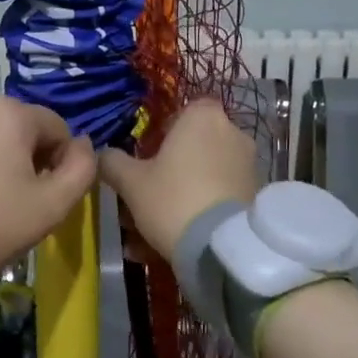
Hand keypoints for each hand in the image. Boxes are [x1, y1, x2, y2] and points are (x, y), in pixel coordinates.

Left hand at [0, 99, 97, 279]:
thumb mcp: (53, 204)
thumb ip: (82, 168)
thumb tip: (85, 145)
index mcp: (10, 113)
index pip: (58, 129)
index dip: (64, 163)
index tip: (51, 196)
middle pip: (23, 131)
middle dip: (31, 160)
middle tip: (23, 202)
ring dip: (1, 163)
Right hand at [99, 101, 260, 265]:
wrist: (221, 248)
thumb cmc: (172, 199)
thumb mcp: (131, 182)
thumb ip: (113, 162)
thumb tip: (102, 154)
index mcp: (202, 117)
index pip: (186, 109)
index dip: (166, 129)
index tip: (150, 153)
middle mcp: (231, 133)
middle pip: (195, 144)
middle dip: (172, 167)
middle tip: (147, 193)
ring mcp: (248, 164)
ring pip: (206, 174)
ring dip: (183, 193)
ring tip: (154, 229)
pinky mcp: (256, 194)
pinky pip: (221, 195)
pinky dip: (201, 210)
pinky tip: (177, 239)